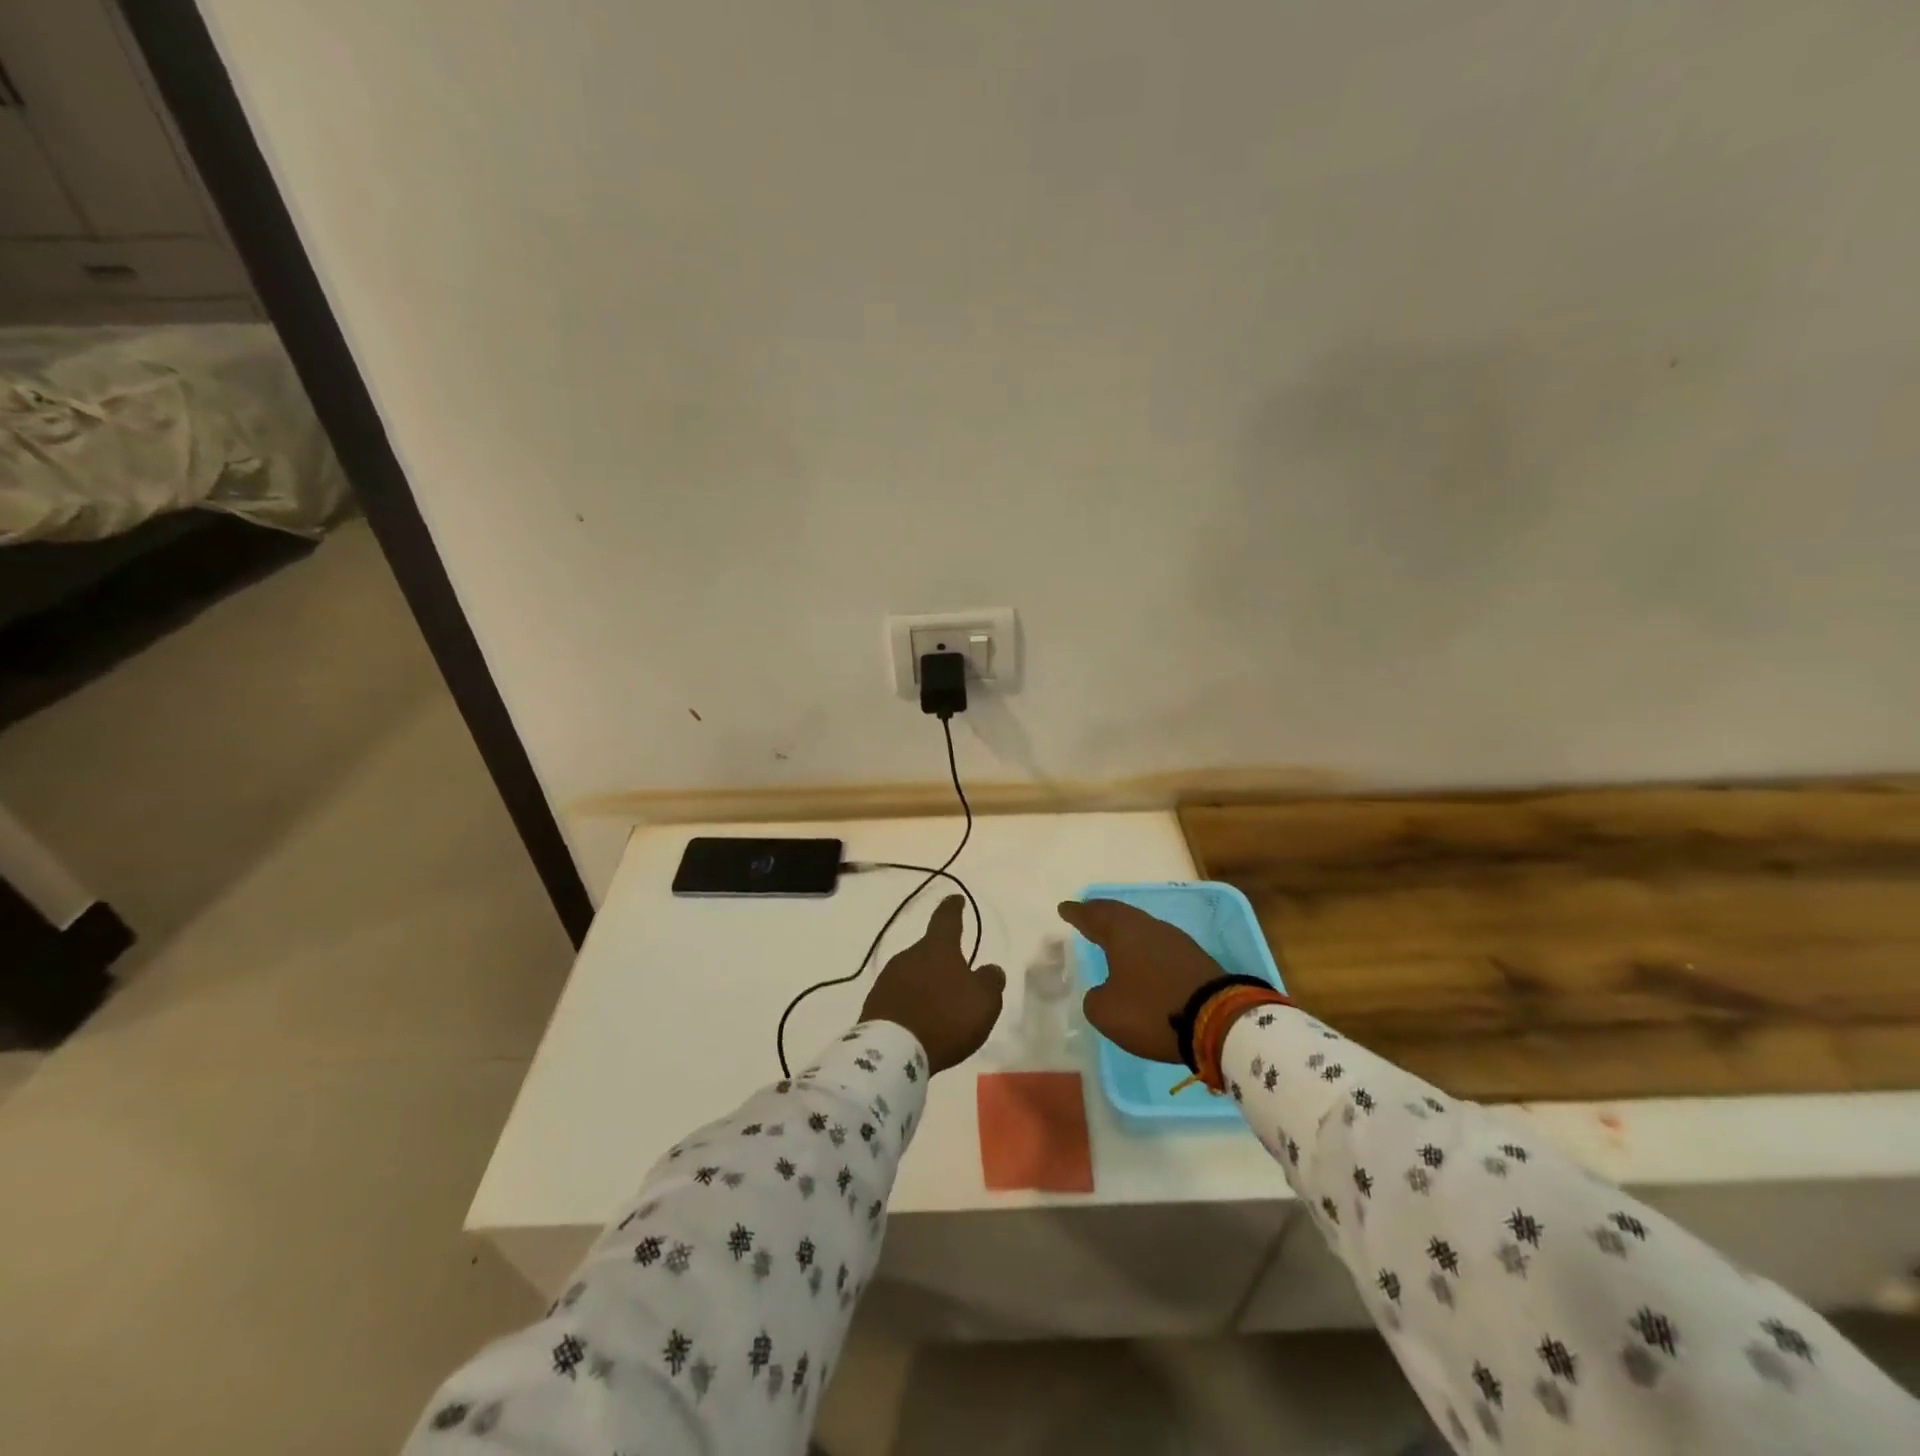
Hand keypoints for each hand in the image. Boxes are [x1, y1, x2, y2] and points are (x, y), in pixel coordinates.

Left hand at [860, 895, 1005, 1072]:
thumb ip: (990, 981)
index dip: (953, 907)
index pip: (947, 918)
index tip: (956, 900)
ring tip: (939, 1003)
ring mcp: (888, 978)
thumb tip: (990, 968)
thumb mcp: (984, 1002)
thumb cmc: (945, 1019)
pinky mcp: (875, 1002)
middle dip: (942, 958)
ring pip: (913, 972)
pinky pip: (899, 995)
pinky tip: (919, 1019)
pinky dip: (911, 1001)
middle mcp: (909, 955)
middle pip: (929, 949)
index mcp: (937, 948)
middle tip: (956, 975)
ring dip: (925, 982)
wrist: (892, 1052)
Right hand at [1056, 899, 1224, 1063]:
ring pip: (1142, 927)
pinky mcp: (1195, 958)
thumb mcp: (1106, 1012)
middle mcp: (1148, 928)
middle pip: (1119, 914)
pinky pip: (1159, 944)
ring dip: (1125, 930)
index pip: (1093, 916)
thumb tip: (1104, 991)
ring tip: (1113, 935)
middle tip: (1087, 912)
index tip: (1065, 907)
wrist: (1219, 1021)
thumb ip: (1096, 998)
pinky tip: (1143, 957)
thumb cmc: (1153, 1010)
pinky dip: (1144, 947)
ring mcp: (1175, 941)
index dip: (1077, 913)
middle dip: (1101, 913)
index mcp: (1122, 933)